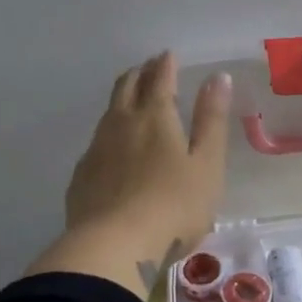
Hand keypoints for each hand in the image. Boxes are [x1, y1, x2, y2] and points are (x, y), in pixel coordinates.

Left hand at [27, 53, 232, 296]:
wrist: (113, 247)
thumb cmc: (173, 206)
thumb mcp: (206, 164)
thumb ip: (212, 120)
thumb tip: (218, 77)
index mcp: (155, 117)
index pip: (160, 79)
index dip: (166, 64)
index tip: (168, 55)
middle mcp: (121, 124)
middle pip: (127, 87)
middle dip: (140, 73)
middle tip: (150, 68)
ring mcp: (97, 149)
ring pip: (108, 112)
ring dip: (122, 99)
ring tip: (132, 100)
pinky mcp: (82, 176)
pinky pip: (97, 142)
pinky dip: (109, 133)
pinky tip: (113, 149)